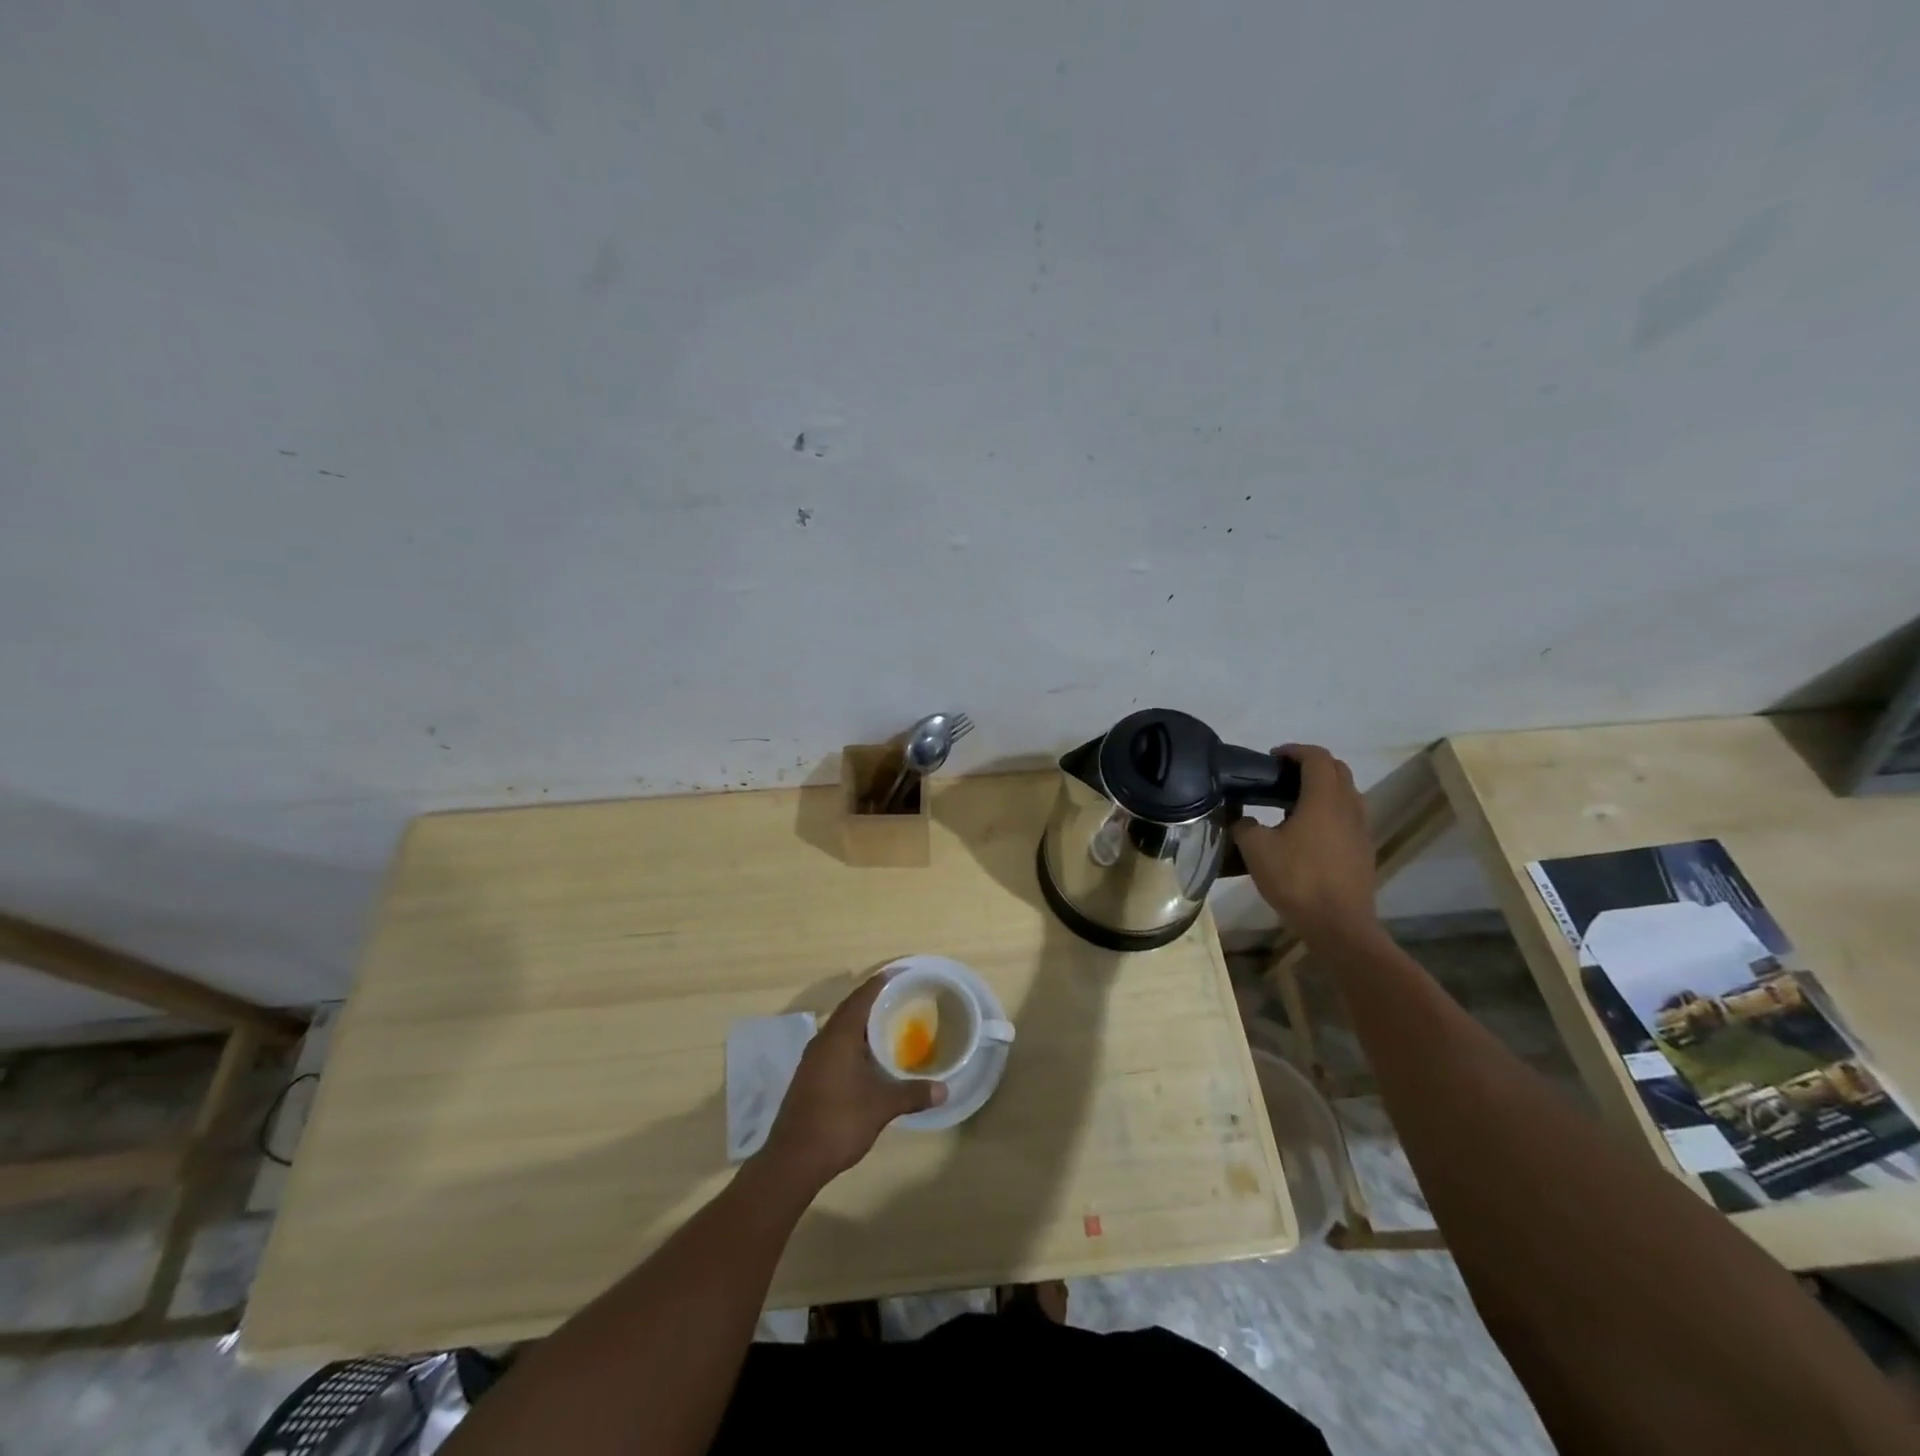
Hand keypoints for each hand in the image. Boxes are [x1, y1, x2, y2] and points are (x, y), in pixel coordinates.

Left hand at [758, 973, 945, 1190]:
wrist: (793, 1160)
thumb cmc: (839, 1122)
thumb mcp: (882, 1106)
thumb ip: (913, 1094)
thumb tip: (944, 1090)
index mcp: (839, 1036)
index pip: (862, 996)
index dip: (881, 982)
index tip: (902, 973)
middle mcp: (823, 1040)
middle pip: (851, 1009)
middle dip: (874, 1000)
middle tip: (902, 996)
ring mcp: (813, 1059)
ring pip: (842, 1029)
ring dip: (863, 1023)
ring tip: (890, 1023)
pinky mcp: (810, 1076)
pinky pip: (836, 1046)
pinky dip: (854, 1042)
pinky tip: (870, 1056)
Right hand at [1232, 743, 1379, 944]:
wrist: (1339, 925)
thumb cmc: (1297, 880)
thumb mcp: (1256, 850)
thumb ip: (1244, 826)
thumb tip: (1242, 820)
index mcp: (1324, 798)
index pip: (1316, 757)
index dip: (1294, 751)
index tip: (1272, 758)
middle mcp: (1349, 806)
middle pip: (1337, 769)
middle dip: (1311, 765)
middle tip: (1282, 777)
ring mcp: (1361, 828)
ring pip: (1346, 793)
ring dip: (1323, 788)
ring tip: (1292, 803)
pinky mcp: (1364, 849)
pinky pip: (1348, 816)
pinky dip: (1330, 811)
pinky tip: (1307, 832)